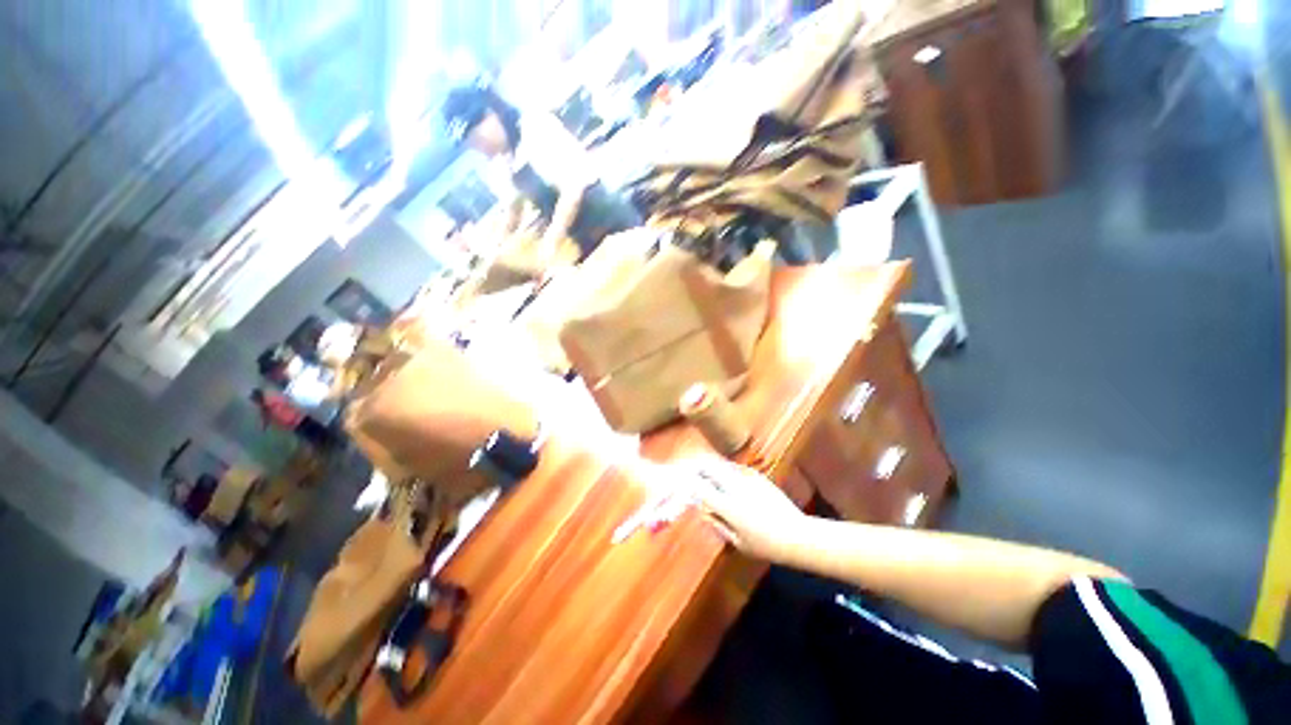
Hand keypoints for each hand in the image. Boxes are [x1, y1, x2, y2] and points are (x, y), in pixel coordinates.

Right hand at [687, 457, 808, 561]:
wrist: (798, 535)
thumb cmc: (766, 545)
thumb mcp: (737, 542)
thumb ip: (717, 523)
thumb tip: (701, 509)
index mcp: (729, 506)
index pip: (699, 486)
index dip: (685, 481)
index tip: (678, 480)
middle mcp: (736, 486)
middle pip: (707, 466)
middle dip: (694, 466)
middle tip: (687, 471)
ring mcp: (747, 478)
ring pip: (720, 464)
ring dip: (709, 467)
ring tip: (704, 475)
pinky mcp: (757, 475)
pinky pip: (734, 468)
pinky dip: (724, 471)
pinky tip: (725, 481)